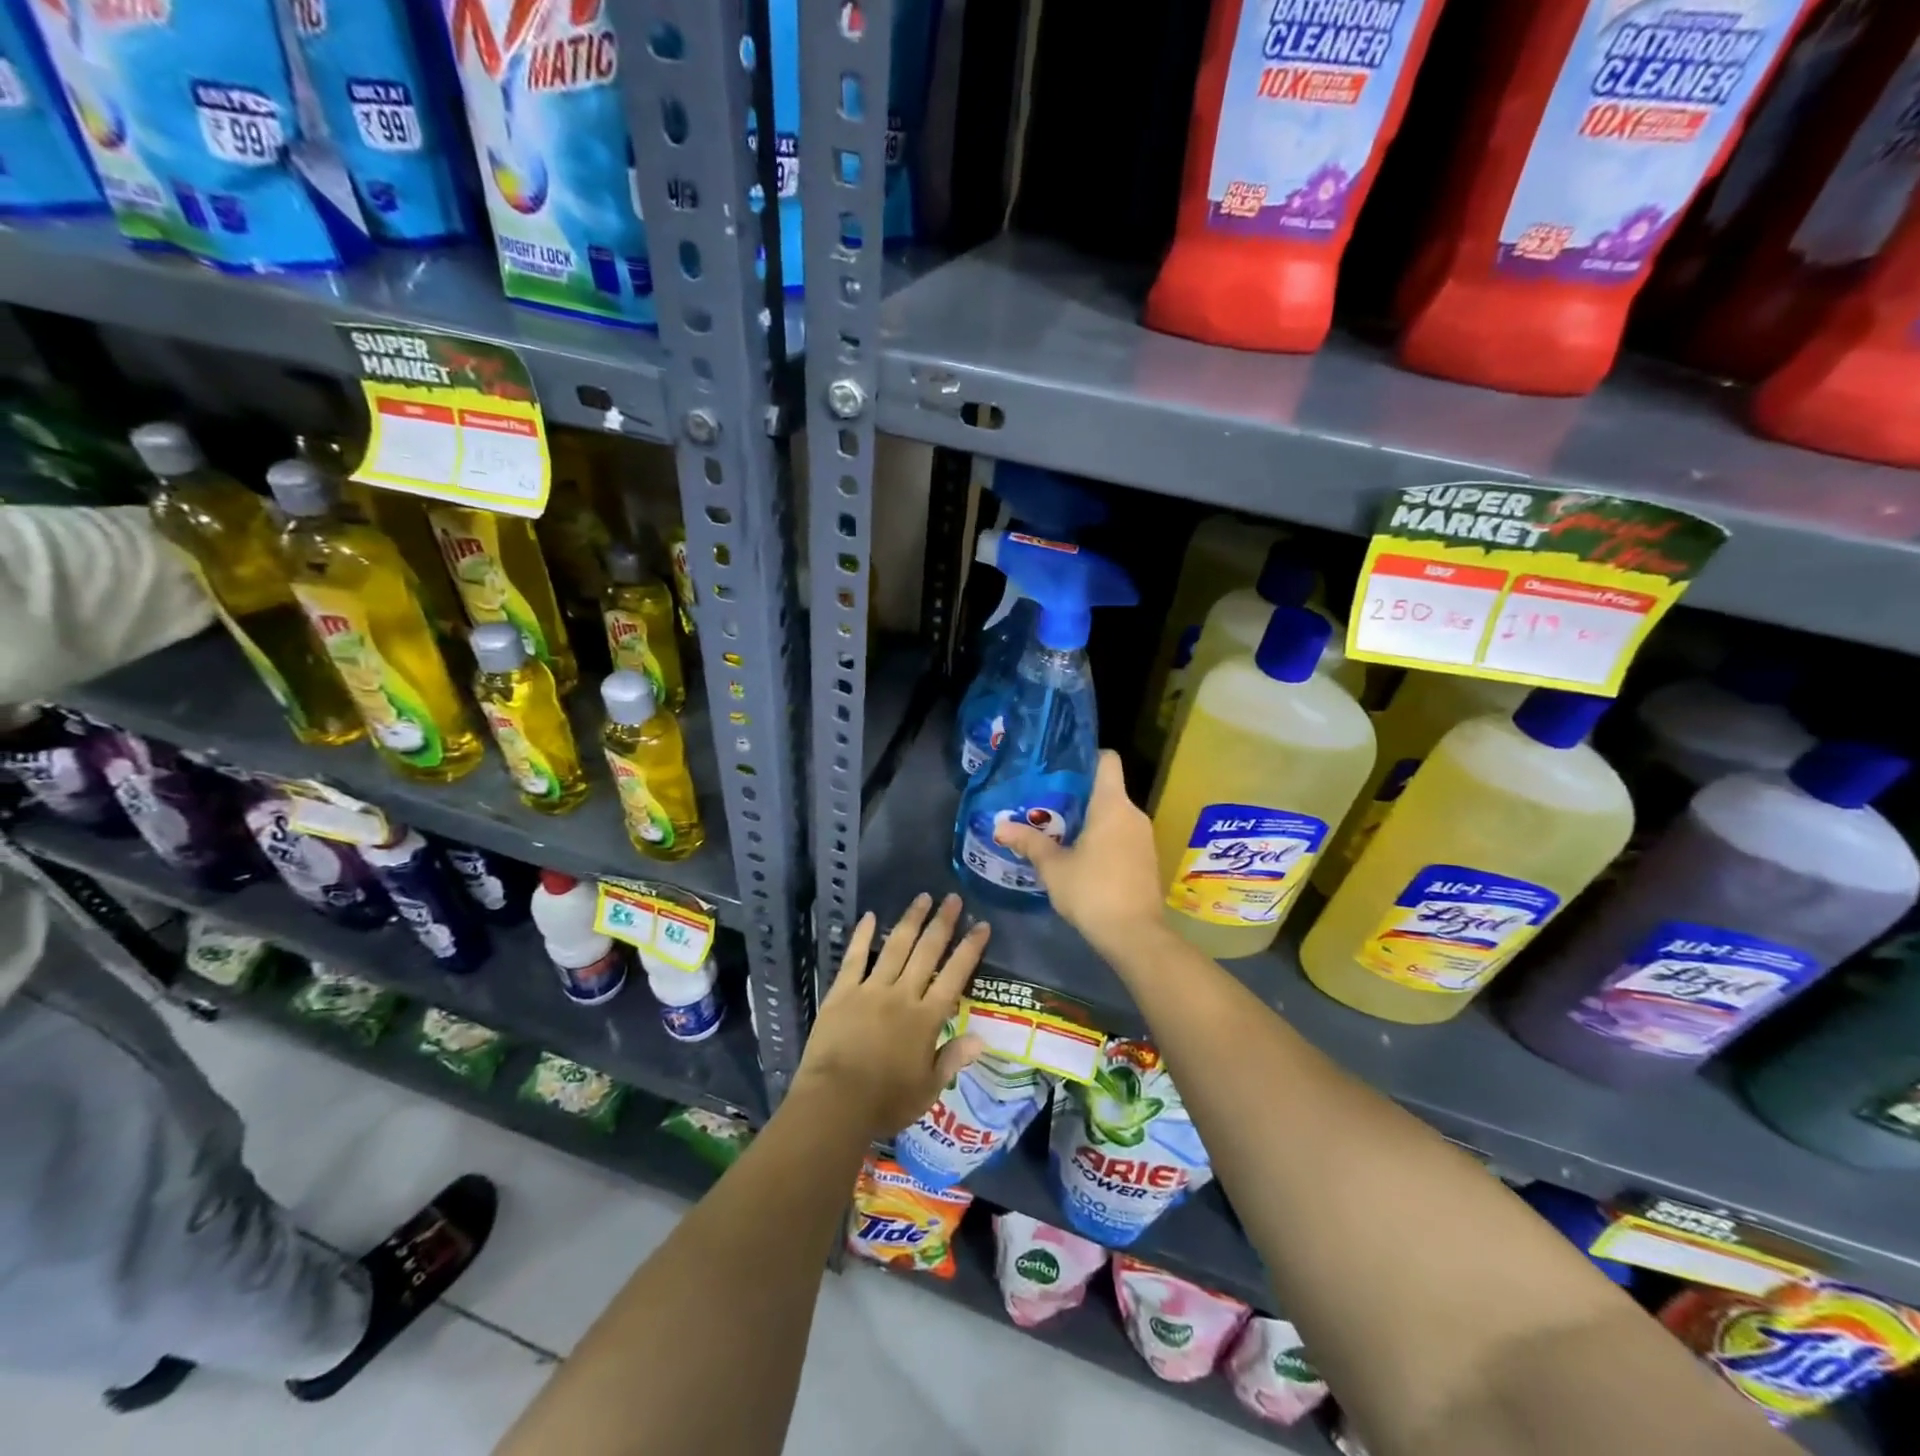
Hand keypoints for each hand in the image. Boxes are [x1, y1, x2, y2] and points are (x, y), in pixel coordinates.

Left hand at [791, 892, 989, 1141]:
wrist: (834, 1102)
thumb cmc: (885, 1102)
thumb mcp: (927, 1089)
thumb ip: (952, 1059)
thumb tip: (981, 1038)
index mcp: (926, 1019)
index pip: (955, 976)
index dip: (970, 949)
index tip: (981, 925)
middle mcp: (902, 995)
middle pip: (927, 952)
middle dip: (942, 923)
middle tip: (953, 898)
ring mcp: (871, 990)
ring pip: (895, 947)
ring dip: (910, 920)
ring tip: (922, 897)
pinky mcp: (842, 992)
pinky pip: (855, 958)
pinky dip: (862, 936)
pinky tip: (869, 916)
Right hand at [994, 750, 1163, 959]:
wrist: (1135, 935)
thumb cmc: (1092, 891)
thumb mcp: (1053, 867)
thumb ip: (1029, 843)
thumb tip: (999, 827)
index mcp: (1112, 805)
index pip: (1107, 760)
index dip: (1086, 758)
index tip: (1062, 769)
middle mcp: (1133, 814)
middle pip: (1108, 790)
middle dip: (1079, 796)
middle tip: (1047, 805)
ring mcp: (1144, 838)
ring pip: (1115, 816)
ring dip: (1092, 821)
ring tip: (1060, 832)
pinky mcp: (1148, 860)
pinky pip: (1123, 836)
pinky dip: (1105, 839)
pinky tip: (1082, 858)